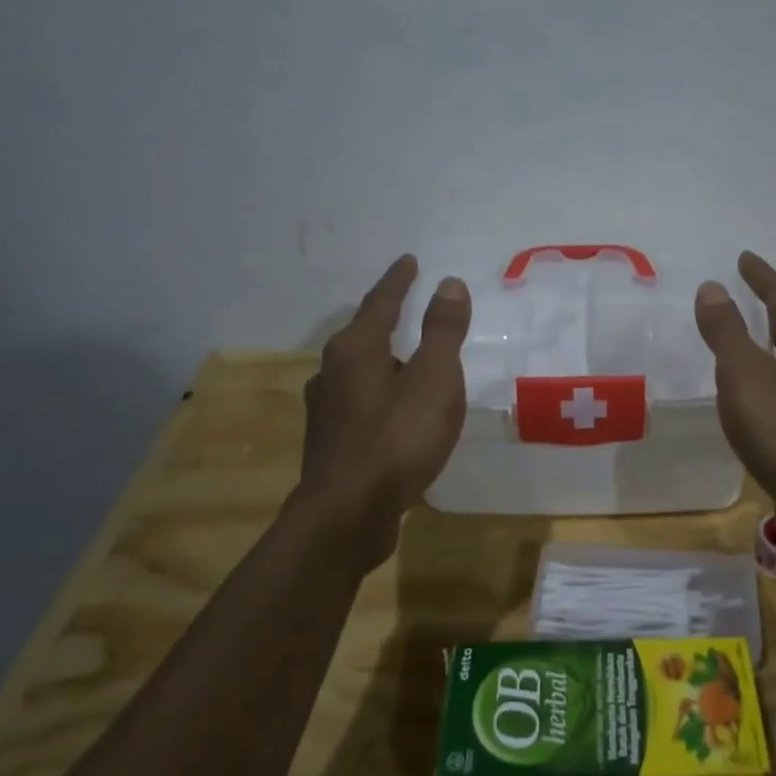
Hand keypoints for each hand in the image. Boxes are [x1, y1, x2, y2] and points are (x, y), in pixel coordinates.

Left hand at [297, 256, 470, 556]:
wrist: (348, 514)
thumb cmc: (397, 439)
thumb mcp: (434, 379)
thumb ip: (442, 331)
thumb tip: (448, 283)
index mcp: (356, 349)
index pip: (380, 302)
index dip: (398, 281)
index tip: (409, 261)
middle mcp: (332, 371)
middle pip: (362, 334)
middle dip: (384, 318)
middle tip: (406, 305)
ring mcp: (327, 409)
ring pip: (357, 370)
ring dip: (381, 357)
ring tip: (404, 357)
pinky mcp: (331, 442)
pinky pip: (359, 401)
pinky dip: (379, 391)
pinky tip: (391, 408)